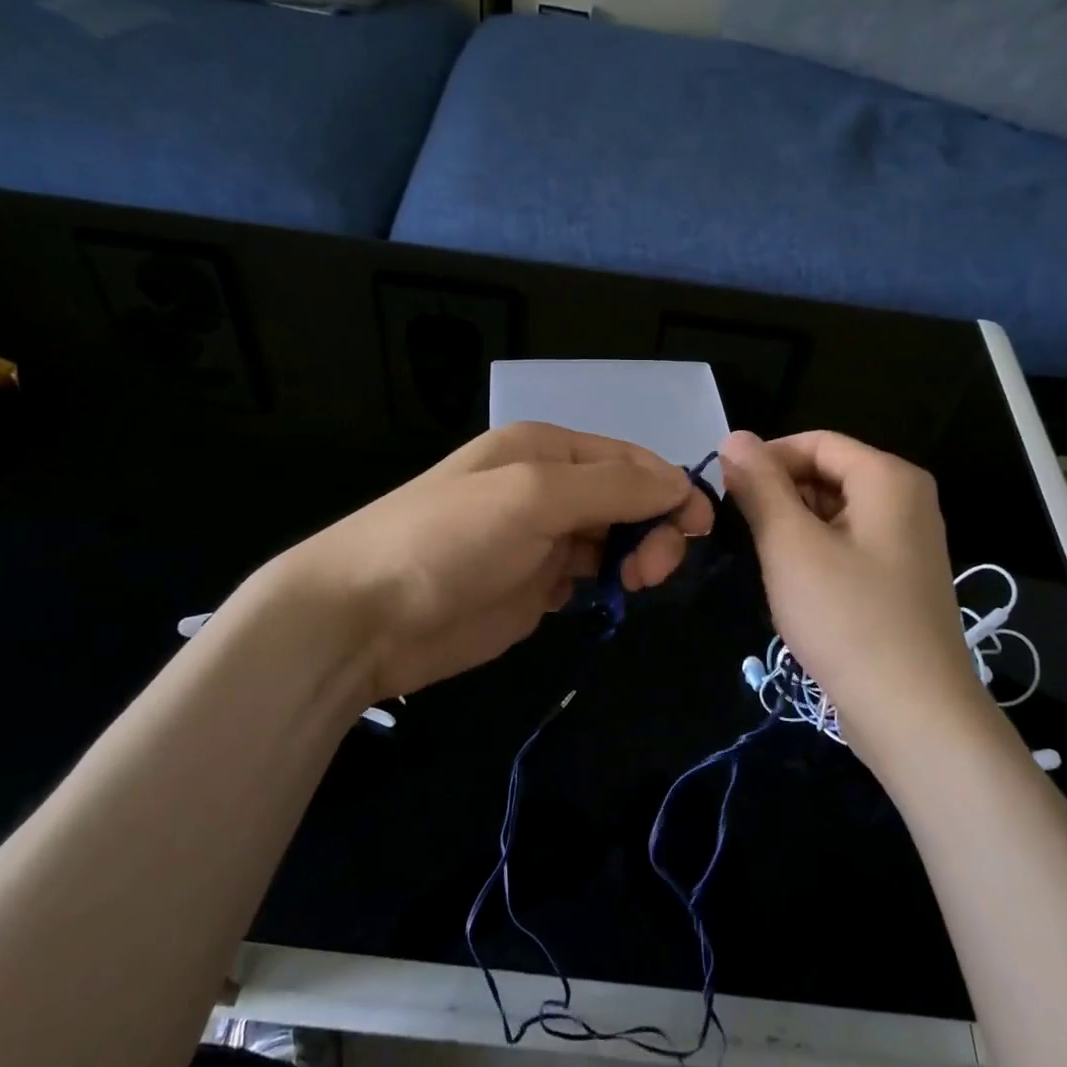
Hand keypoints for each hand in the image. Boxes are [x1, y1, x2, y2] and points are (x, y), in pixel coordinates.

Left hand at [250, 423, 713, 704]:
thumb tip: (681, 482)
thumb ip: (613, 486)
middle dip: (654, 528)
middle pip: (628, 499)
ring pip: (613, 539)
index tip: (701, 530)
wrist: (365, 616)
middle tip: (652, 571)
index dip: (671, 488)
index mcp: (546, 450)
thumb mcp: (534, 496)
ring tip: (631, 586)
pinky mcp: (531, 587)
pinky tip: (605, 598)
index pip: (631, 459)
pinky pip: (588, 576)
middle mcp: (546, 487)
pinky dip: (606, 584)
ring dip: (635, 557)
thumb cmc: (449, 539)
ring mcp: (539, 539)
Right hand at [719, 430, 988, 767]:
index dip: (765, 459)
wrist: (912, 714)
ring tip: (764, 562)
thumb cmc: (846, 618)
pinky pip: (848, 546)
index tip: (725, 491)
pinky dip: (815, 555)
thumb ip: (760, 485)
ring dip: (793, 528)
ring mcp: (907, 543)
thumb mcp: (790, 545)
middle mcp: (906, 500)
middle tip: (739, 531)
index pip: (815, 442)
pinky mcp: (899, 580)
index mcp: (888, 478)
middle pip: (828, 474)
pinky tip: (794, 588)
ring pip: (834, 513)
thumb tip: (733, 438)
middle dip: (779, 494)